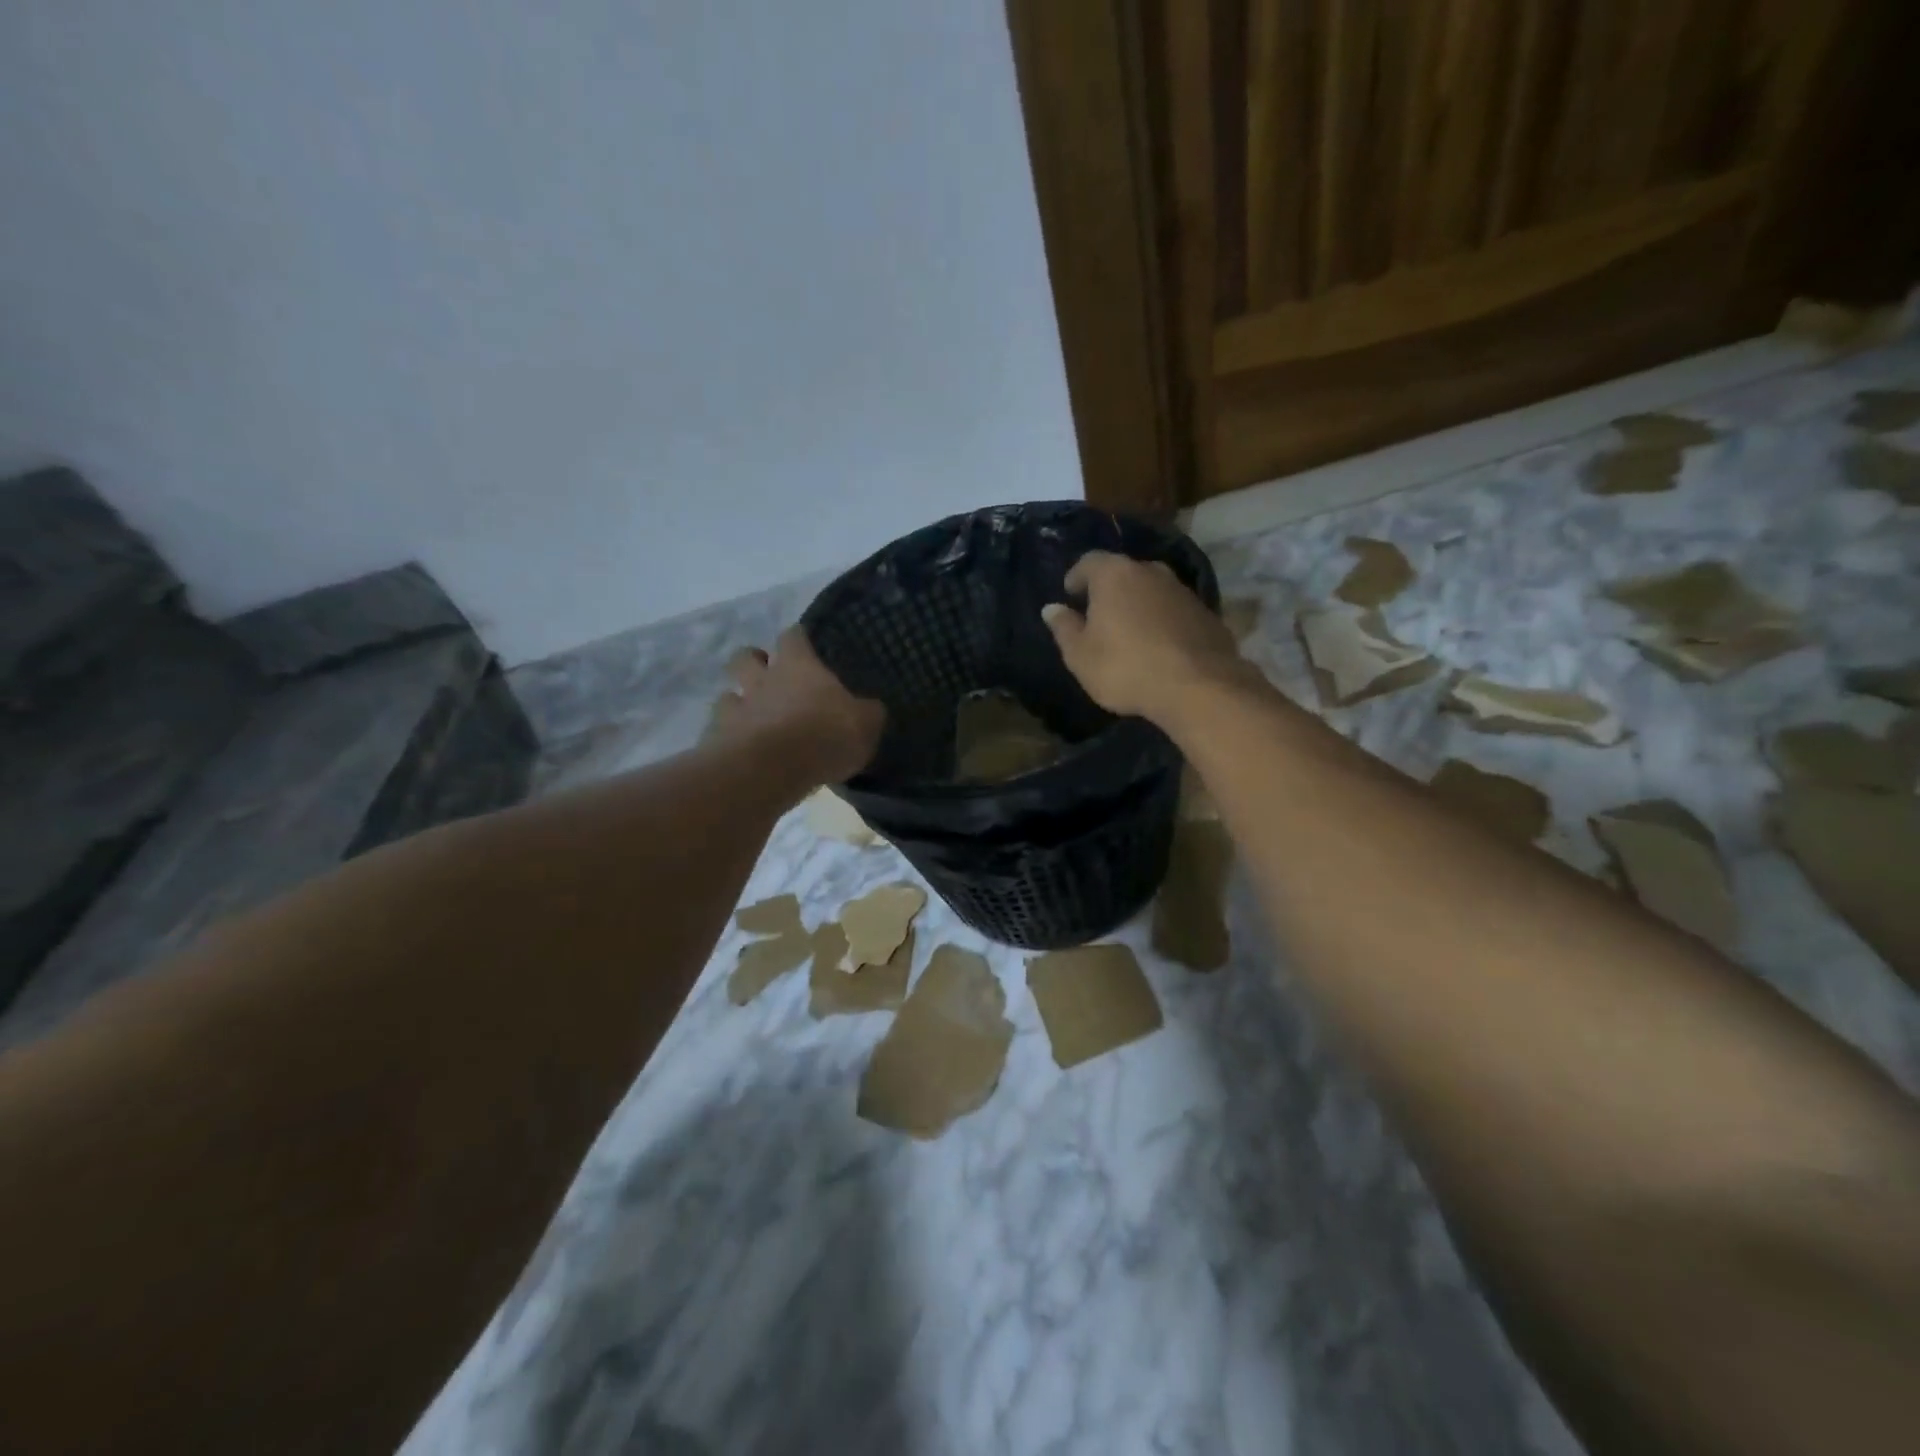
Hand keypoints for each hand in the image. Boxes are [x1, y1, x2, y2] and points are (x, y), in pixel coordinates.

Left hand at [707, 628, 884, 784]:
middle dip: (754, 662)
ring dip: (738, 703)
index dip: (799, 639)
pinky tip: (742, 752)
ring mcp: (735, 708)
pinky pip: (719, 732)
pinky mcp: (717, 739)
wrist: (771, 769)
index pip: (793, 636)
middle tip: (769, 677)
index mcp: (798, 666)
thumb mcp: (865, 724)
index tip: (805, 645)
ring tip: (753, 719)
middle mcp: (761, 679)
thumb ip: (867, 713)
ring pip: (727, 694)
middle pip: (746, 656)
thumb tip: (871, 708)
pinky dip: (729, 738)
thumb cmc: (824, 735)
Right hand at [1041, 551, 1243, 725]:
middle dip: (1109, 590)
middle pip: (1123, 572)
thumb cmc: (1125, 668)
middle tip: (1098, 616)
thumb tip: (1052, 608)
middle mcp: (1151, 571)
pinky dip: (1163, 621)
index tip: (1070, 596)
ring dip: (1139, 605)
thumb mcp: (1080, 655)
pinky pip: (1174, 611)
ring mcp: (1183, 590)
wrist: (1198, 687)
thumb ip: (1064, 628)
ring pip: (1152, 590)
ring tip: (1130, 633)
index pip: (1088, 561)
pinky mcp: (1207, 612)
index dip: (1076, 577)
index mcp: (1114, 574)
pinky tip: (1159, 647)